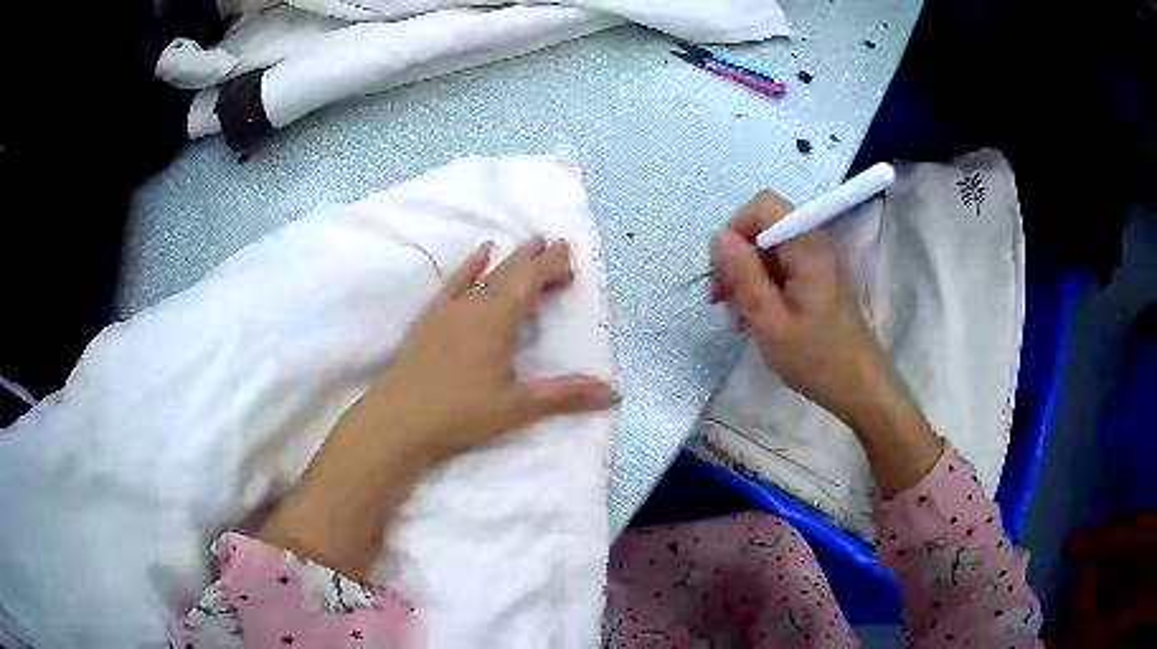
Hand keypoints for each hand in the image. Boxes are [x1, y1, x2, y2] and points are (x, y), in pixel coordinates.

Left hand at [258, 238, 617, 578]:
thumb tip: (613, 394)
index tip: (569, 254)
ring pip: (486, 274)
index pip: (530, 282)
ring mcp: (449, 309)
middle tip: (556, 243)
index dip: (551, 266)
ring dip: (509, 259)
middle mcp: (474, 305)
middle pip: (510, 273)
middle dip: (535, 258)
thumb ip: (565, 396)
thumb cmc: (460, 413)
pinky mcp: (430, 318)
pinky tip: (479, 253)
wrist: (398, 419)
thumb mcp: (517, 407)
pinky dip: (470, 266)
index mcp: (497, 321)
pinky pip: (454, 283)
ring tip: (529, 243)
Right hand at [710, 190, 940, 496]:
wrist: (858, 387)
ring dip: (747, 277)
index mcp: (807, 248)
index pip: (764, 205)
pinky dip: (763, 287)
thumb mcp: (769, 321)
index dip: (737, 228)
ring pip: (769, 251)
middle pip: (764, 228)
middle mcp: (815, 245)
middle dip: (737, 258)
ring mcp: (817, 262)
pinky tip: (756, 318)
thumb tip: (718, 236)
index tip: (725, 269)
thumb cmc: (815, 358)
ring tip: (737, 317)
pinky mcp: (818, 279)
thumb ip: (743, 274)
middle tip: (722, 299)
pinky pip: (782, 268)